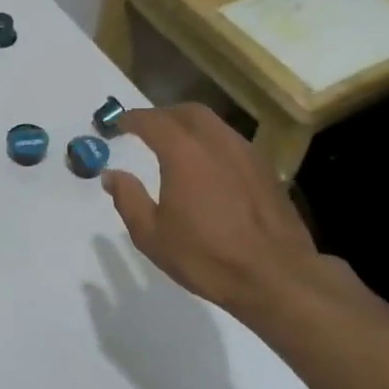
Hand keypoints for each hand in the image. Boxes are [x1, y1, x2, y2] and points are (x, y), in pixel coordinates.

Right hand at [101, 104, 343, 328]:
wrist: (276, 276)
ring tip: (175, 146)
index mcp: (184, 153)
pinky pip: (232, 142)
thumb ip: (129, 199)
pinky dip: (212, 143)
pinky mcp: (265, 169)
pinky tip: (208, 167)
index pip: (153, 121)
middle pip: (187, 112)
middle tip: (146, 130)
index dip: (132, 119)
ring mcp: (246, 153)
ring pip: (214, 124)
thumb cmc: (207, 257)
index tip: (117, 126)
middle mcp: (217, 142)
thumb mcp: (152, 236)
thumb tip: (112, 175)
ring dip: (190, 126)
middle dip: (163, 115)